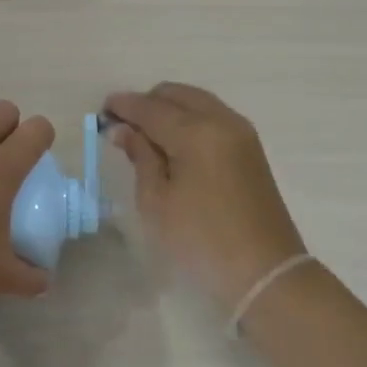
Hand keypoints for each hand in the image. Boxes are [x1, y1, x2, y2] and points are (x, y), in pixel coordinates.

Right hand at [102, 83, 307, 309]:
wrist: (264, 272)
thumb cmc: (201, 240)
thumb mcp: (156, 201)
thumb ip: (140, 156)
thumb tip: (124, 129)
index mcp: (196, 132)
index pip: (150, 107)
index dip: (123, 106)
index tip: (102, 111)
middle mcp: (221, 121)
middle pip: (175, 94)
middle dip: (146, 103)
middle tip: (123, 126)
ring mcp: (240, 132)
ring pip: (196, 101)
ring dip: (168, 109)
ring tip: (146, 136)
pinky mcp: (250, 147)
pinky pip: (212, 116)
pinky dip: (188, 118)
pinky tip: (173, 143)